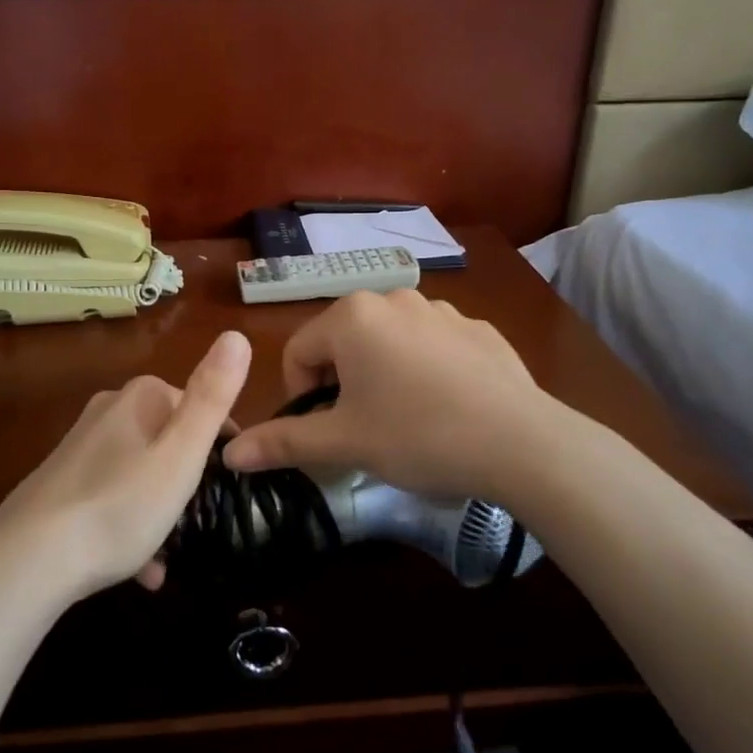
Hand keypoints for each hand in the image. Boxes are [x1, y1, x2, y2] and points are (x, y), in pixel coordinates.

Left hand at [0, 330, 251, 600]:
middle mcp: (109, 410)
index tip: (229, 486)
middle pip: (169, 440)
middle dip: (188, 480)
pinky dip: (130, 526)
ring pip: (141, 472)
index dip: (220, 446)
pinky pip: (112, 498)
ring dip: (160, 510)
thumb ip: (212, 397)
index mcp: (141, 396)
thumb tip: (237, 336)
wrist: (29, 559)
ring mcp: (82, 446)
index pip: (200, 407)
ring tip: (170, 555)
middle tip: (199, 520)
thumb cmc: (120, 504)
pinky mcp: (62, 482)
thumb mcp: (181, 453)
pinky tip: (141, 571)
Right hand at [221, 291, 568, 504]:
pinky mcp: (478, 328)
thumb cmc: (417, 435)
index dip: (300, 396)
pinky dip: (425, 373)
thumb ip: (283, 442)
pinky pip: (431, 347)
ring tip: (406, 422)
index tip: (324, 433)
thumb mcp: (344, 443)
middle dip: (341, 386)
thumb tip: (231, 454)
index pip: (298, 352)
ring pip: (387, 344)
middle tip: (363, 430)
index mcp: (352, 317)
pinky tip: (447, 409)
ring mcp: (441, 310)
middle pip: (342, 344)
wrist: (521, 442)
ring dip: (381, 378)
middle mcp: (393, 298)